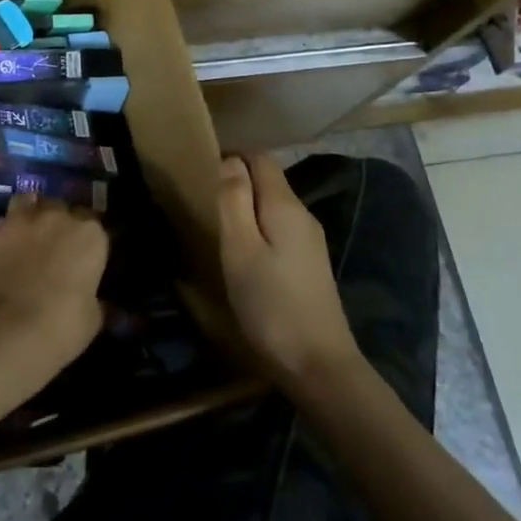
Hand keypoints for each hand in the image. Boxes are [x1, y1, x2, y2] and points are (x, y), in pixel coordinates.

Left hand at [0, 196, 107, 397]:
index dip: (86, 239)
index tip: (82, 256)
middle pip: (60, 208)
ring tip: (25, 237)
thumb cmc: (62, 326)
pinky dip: (1, 240)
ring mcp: (20, 221)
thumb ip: (93, 297)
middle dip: (58, 222)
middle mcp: (57, 217)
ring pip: (27, 203)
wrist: (8, 332)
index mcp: (90, 234)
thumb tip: (91, 298)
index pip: (93, 223)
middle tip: (53, 248)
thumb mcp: (92, 316)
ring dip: (29, 215)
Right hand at [218, 155, 361, 391]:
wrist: (319, 365)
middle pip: (269, 180)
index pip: (261, 158)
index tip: (201, 167)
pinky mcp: (309, 264)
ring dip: (247, 205)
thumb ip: (234, 201)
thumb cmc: (271, 305)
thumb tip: (230, 160)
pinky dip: (258, 226)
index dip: (232, 155)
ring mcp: (310, 240)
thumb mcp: (241, 250)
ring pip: (274, 205)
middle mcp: (303, 215)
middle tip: (202, 196)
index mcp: (285, 205)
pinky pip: (280, 228)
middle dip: (237, 179)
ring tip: (216, 221)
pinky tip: (242, 250)